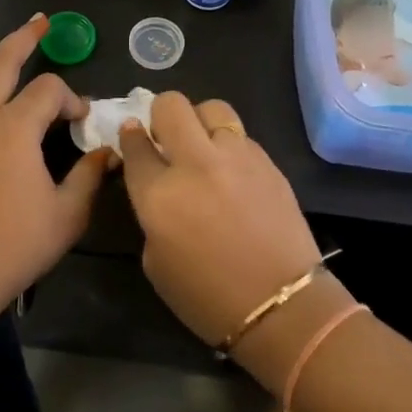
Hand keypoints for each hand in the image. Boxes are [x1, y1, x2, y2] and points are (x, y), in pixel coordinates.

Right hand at [117, 94, 323, 348]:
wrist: (281, 305)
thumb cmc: (207, 297)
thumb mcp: (155, 262)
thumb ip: (151, 213)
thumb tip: (158, 187)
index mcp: (159, 195)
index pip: (134, 144)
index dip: (129, 137)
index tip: (132, 137)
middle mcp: (195, 164)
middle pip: (171, 105)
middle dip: (161, 115)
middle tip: (166, 138)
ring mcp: (236, 157)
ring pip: (211, 108)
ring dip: (199, 121)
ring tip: (202, 145)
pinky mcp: (267, 161)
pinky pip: (240, 136)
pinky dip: (229, 145)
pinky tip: (232, 171)